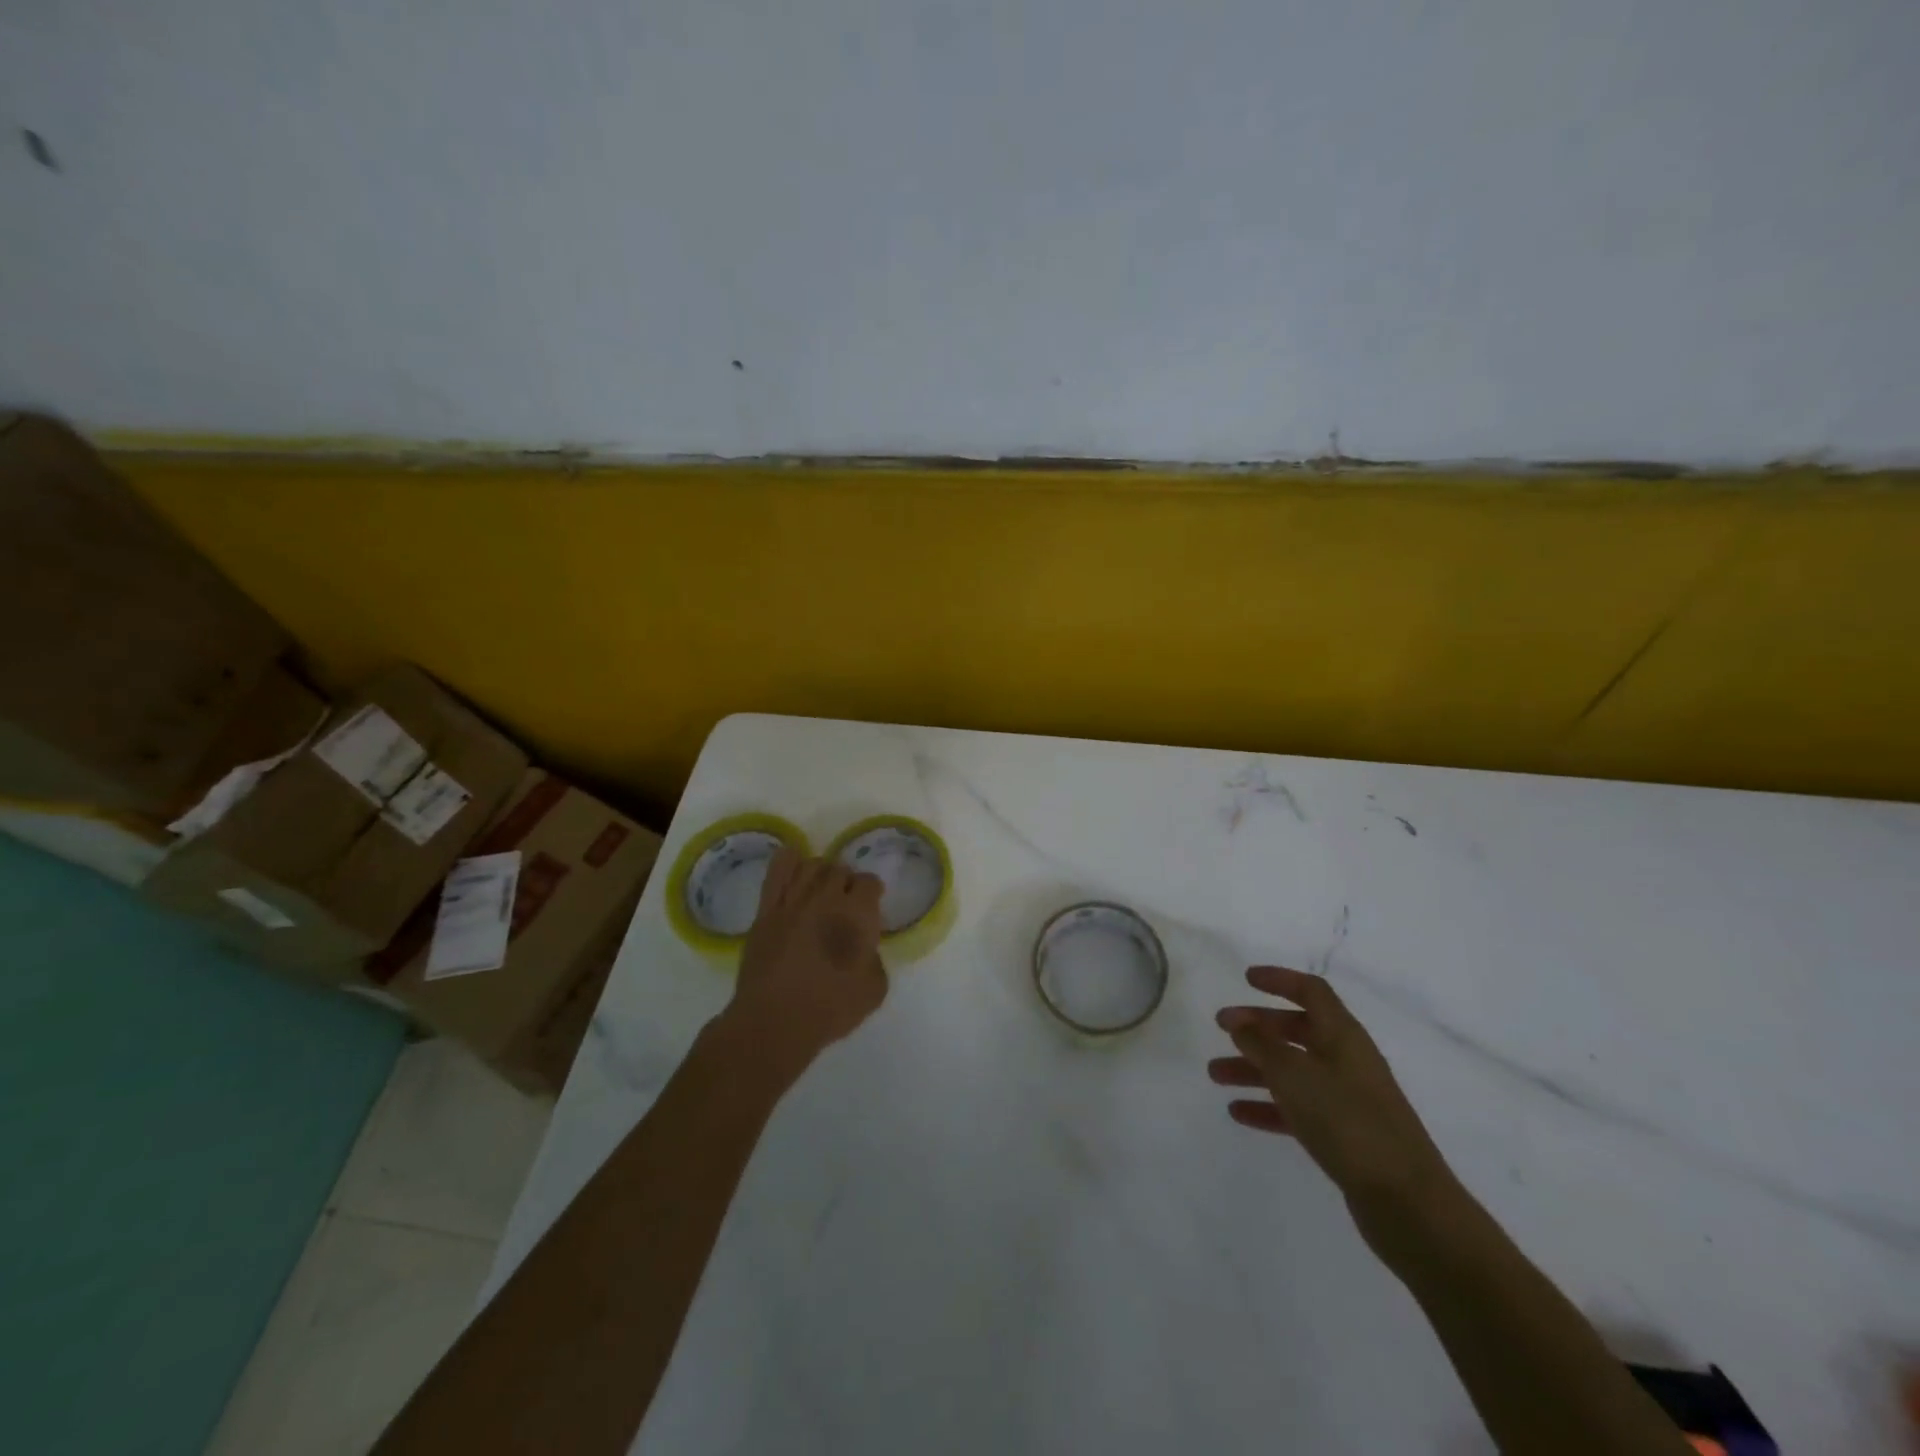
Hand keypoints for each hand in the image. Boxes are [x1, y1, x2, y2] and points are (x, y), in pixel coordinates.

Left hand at [723, 848, 887, 1076]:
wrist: (773, 1022)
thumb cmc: (829, 1009)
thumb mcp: (874, 990)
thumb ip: (875, 960)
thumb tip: (865, 948)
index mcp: (857, 914)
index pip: (870, 882)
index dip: (872, 894)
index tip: (870, 909)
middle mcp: (826, 897)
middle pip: (840, 869)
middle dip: (847, 883)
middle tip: (845, 905)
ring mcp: (793, 900)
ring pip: (811, 865)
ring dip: (821, 874)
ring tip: (821, 891)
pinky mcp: (766, 910)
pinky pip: (777, 870)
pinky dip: (789, 862)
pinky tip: (794, 870)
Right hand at [1210, 966, 1456, 1236]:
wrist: (1407, 1203)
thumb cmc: (1348, 1122)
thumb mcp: (1295, 1076)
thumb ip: (1262, 1045)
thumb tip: (1240, 1022)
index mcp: (1343, 1036)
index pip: (1311, 992)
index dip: (1280, 980)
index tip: (1246, 979)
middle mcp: (1347, 1060)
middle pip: (1298, 1030)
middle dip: (1258, 1027)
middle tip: (1220, 1028)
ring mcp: (1348, 1099)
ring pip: (1293, 1071)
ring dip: (1254, 1068)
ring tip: (1215, 1075)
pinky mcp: (1345, 1135)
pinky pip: (1298, 1109)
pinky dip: (1269, 1106)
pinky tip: (1238, 1112)